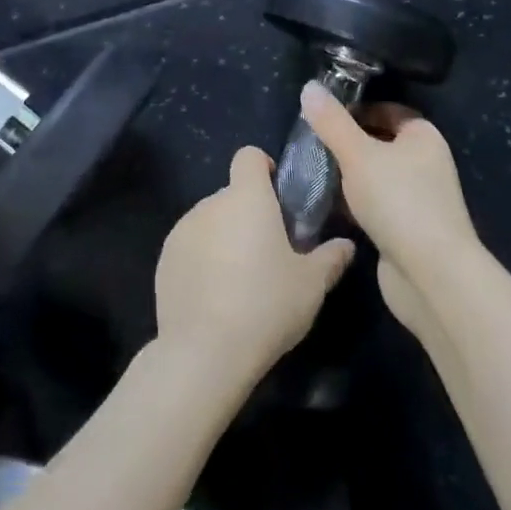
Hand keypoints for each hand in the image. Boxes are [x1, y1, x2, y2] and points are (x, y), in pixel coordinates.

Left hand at [153, 148, 355, 389]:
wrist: (204, 353)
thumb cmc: (266, 306)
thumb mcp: (311, 285)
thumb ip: (330, 258)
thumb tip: (346, 245)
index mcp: (247, 197)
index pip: (249, 156)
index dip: (264, 169)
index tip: (278, 198)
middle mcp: (211, 203)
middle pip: (232, 194)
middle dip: (249, 214)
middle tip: (268, 251)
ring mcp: (182, 230)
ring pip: (210, 221)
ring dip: (225, 237)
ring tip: (240, 280)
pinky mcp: (164, 258)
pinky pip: (190, 246)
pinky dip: (202, 259)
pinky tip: (214, 297)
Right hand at [299, 83, 482, 341]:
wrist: (431, 276)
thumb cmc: (398, 201)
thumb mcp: (357, 154)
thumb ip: (332, 122)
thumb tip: (309, 87)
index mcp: (423, 137)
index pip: (387, 110)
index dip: (356, 109)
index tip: (323, 116)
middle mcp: (426, 164)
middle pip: (380, 143)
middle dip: (347, 144)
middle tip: (312, 144)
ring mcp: (418, 199)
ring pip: (375, 177)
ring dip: (348, 176)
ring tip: (312, 172)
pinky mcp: (407, 230)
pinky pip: (375, 206)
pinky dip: (354, 204)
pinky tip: (326, 206)